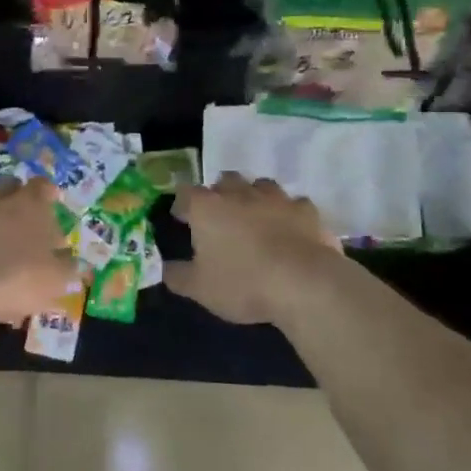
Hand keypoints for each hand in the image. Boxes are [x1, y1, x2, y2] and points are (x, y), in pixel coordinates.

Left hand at [0, 178, 75, 331]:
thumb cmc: (14, 281)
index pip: (42, 186)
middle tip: (20, 221)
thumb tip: (70, 259)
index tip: (51, 202)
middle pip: (8, 187)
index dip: (47, 193)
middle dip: (15, 199)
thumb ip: (67, 267)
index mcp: (28, 206)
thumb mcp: (54, 281)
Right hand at [165, 173, 340, 326]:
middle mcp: (239, 193)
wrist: (304, 283)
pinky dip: (288, 213)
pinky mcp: (306, 210)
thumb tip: (165, 268)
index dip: (183, 205)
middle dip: (220, 194)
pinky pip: (294, 204)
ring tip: (255, 218)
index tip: (182, 219)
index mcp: (207, 208)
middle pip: (225, 181)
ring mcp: (276, 198)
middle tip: (221, 217)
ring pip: (260, 185)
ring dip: (255, 197)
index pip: (186, 194)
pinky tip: (290, 229)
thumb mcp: (199, 289)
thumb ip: (177, 276)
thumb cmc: (243, 283)